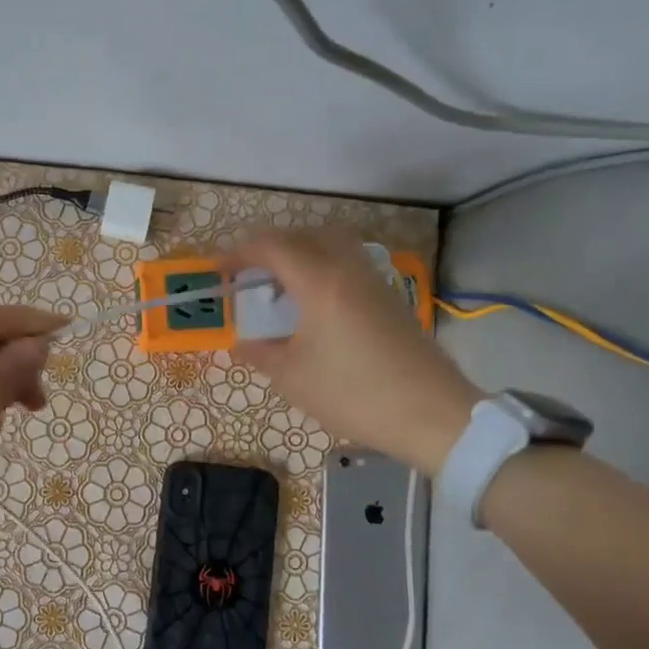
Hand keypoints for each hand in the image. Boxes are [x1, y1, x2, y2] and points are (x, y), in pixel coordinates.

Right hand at [228, 229, 482, 475]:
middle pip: (304, 235)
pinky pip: (348, 264)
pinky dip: (322, 268)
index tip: (218, 271)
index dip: (239, 253)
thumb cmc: (353, 394)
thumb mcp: (292, 377)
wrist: (430, 413)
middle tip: (248, 274)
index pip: (272, 247)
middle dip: (269, 247)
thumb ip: (259, 352)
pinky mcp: (389, 297)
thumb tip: (239, 342)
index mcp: (320, 282)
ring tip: (280, 286)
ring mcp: (373, 281)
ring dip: (300, 253)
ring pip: (332, 244)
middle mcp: (348, 269)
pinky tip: (313, 304)